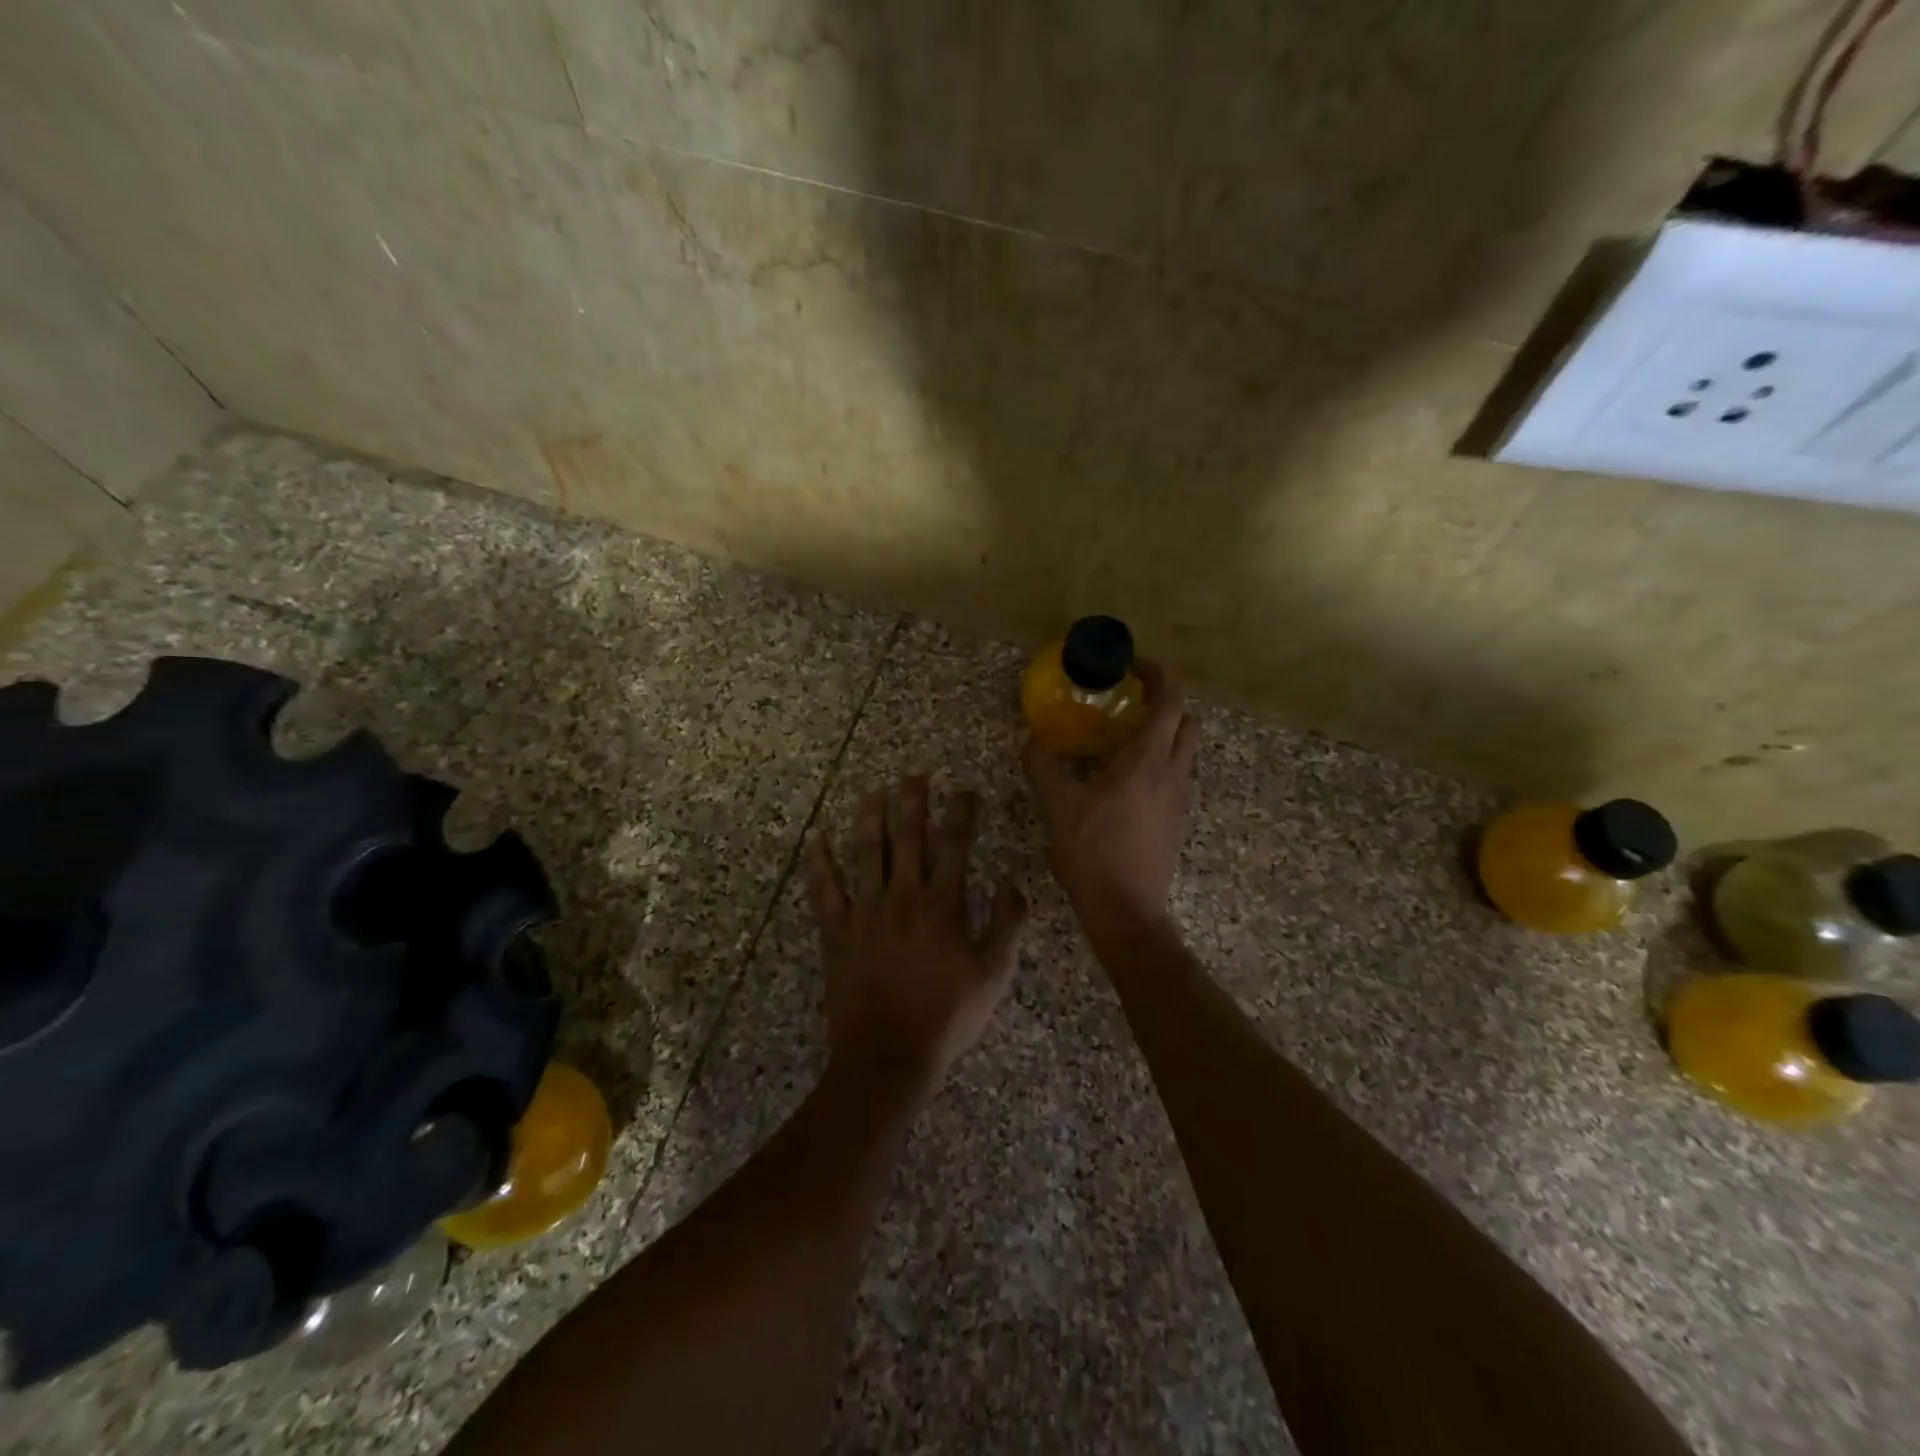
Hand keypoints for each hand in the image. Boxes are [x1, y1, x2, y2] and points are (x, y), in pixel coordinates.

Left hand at [804, 777, 1027, 1095]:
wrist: (887, 1057)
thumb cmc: (946, 1017)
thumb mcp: (993, 976)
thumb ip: (1007, 926)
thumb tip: (1012, 884)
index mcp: (941, 906)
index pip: (954, 846)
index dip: (961, 814)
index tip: (964, 790)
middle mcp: (901, 897)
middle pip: (906, 838)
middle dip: (912, 802)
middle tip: (914, 775)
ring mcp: (864, 912)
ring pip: (864, 853)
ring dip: (868, 818)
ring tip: (872, 791)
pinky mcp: (836, 932)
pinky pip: (824, 890)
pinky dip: (819, 863)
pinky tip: (816, 838)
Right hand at [1023, 661, 1199, 925]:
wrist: (1126, 911)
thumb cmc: (1093, 852)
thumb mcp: (1057, 805)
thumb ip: (1043, 765)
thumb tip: (1033, 739)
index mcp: (1149, 761)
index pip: (1170, 700)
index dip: (1157, 674)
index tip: (1130, 666)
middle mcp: (1174, 774)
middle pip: (1187, 721)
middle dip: (1164, 703)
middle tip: (1127, 703)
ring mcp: (1180, 800)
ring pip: (1184, 751)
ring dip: (1161, 734)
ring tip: (1120, 741)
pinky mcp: (1176, 822)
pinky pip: (1175, 777)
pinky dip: (1157, 763)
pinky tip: (1122, 782)